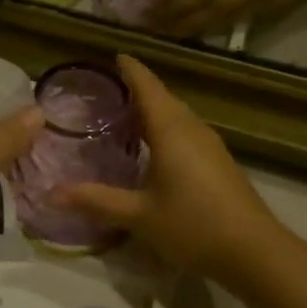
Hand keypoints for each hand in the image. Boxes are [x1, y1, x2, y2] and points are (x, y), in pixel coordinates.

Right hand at [61, 56, 285, 282]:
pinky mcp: (219, 161)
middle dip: (137, 89)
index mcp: (170, 129)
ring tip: (124, 116)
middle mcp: (191, 127)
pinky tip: (153, 148)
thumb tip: (52, 193)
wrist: (254, 251)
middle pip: (162, 97)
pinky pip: (185, 131)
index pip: (147, 86)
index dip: (130, 69)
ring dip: (152, 110)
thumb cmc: (193, 225)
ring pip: (176, 115)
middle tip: (105, 91)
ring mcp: (209, 144)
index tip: (113, 56)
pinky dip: (165, 128)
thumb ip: (97, 200)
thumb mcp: (139, 215)